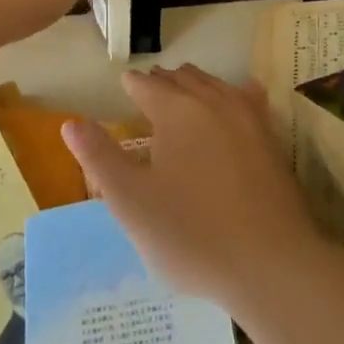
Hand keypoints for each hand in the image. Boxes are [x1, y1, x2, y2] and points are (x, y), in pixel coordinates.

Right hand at [61, 65, 332, 311]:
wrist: (272, 265)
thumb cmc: (191, 235)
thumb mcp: (130, 202)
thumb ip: (99, 157)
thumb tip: (71, 122)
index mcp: (175, 110)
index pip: (145, 85)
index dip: (130, 87)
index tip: (123, 91)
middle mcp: (212, 100)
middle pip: (181, 78)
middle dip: (161, 83)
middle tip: (147, 96)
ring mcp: (248, 116)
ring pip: (214, 84)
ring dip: (193, 85)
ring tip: (181, 97)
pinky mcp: (272, 137)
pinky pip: (248, 98)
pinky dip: (233, 94)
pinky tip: (235, 100)